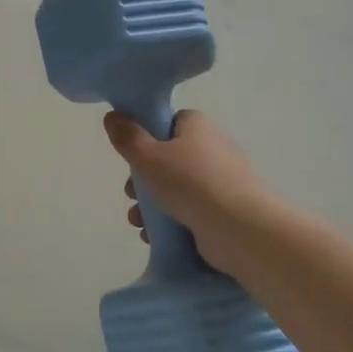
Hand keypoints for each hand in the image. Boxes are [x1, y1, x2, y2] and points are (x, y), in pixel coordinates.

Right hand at [104, 109, 268, 275]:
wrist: (239, 229)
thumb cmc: (190, 183)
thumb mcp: (148, 156)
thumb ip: (127, 137)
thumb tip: (112, 116)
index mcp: (198, 127)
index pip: (169, 123)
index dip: (147, 136)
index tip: (132, 154)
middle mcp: (212, 149)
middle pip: (168, 159)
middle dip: (143, 180)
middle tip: (131, 194)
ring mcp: (220, 182)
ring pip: (175, 188)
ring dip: (151, 205)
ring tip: (138, 221)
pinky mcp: (223, 211)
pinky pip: (189, 211)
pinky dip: (170, 222)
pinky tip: (153, 236)